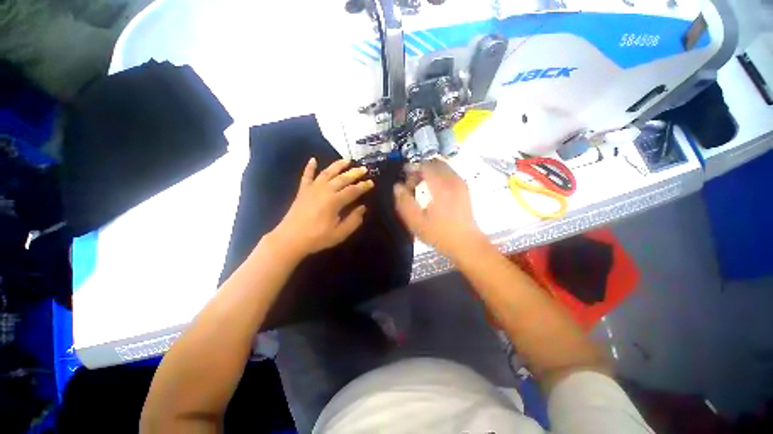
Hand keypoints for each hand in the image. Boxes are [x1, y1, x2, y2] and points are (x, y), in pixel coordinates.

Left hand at [270, 158, 373, 258]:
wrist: (290, 239)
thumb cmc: (317, 238)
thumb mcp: (340, 233)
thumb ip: (354, 220)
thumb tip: (363, 208)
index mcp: (335, 201)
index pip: (353, 190)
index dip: (364, 186)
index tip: (371, 182)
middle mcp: (325, 190)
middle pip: (342, 178)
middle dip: (354, 173)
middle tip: (364, 169)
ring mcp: (312, 189)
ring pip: (327, 172)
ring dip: (337, 165)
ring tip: (347, 160)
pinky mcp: (302, 191)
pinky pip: (306, 176)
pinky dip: (310, 167)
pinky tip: (313, 159)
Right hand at [393, 159, 487, 259]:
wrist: (466, 244)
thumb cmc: (439, 234)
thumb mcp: (416, 222)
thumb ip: (404, 202)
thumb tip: (397, 187)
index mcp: (440, 186)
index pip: (424, 166)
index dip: (412, 168)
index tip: (404, 178)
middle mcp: (452, 180)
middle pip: (434, 163)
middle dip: (421, 169)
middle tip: (413, 184)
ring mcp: (461, 183)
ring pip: (443, 167)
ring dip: (430, 172)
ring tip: (423, 188)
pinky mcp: (464, 189)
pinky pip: (449, 174)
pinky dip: (439, 176)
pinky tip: (434, 192)